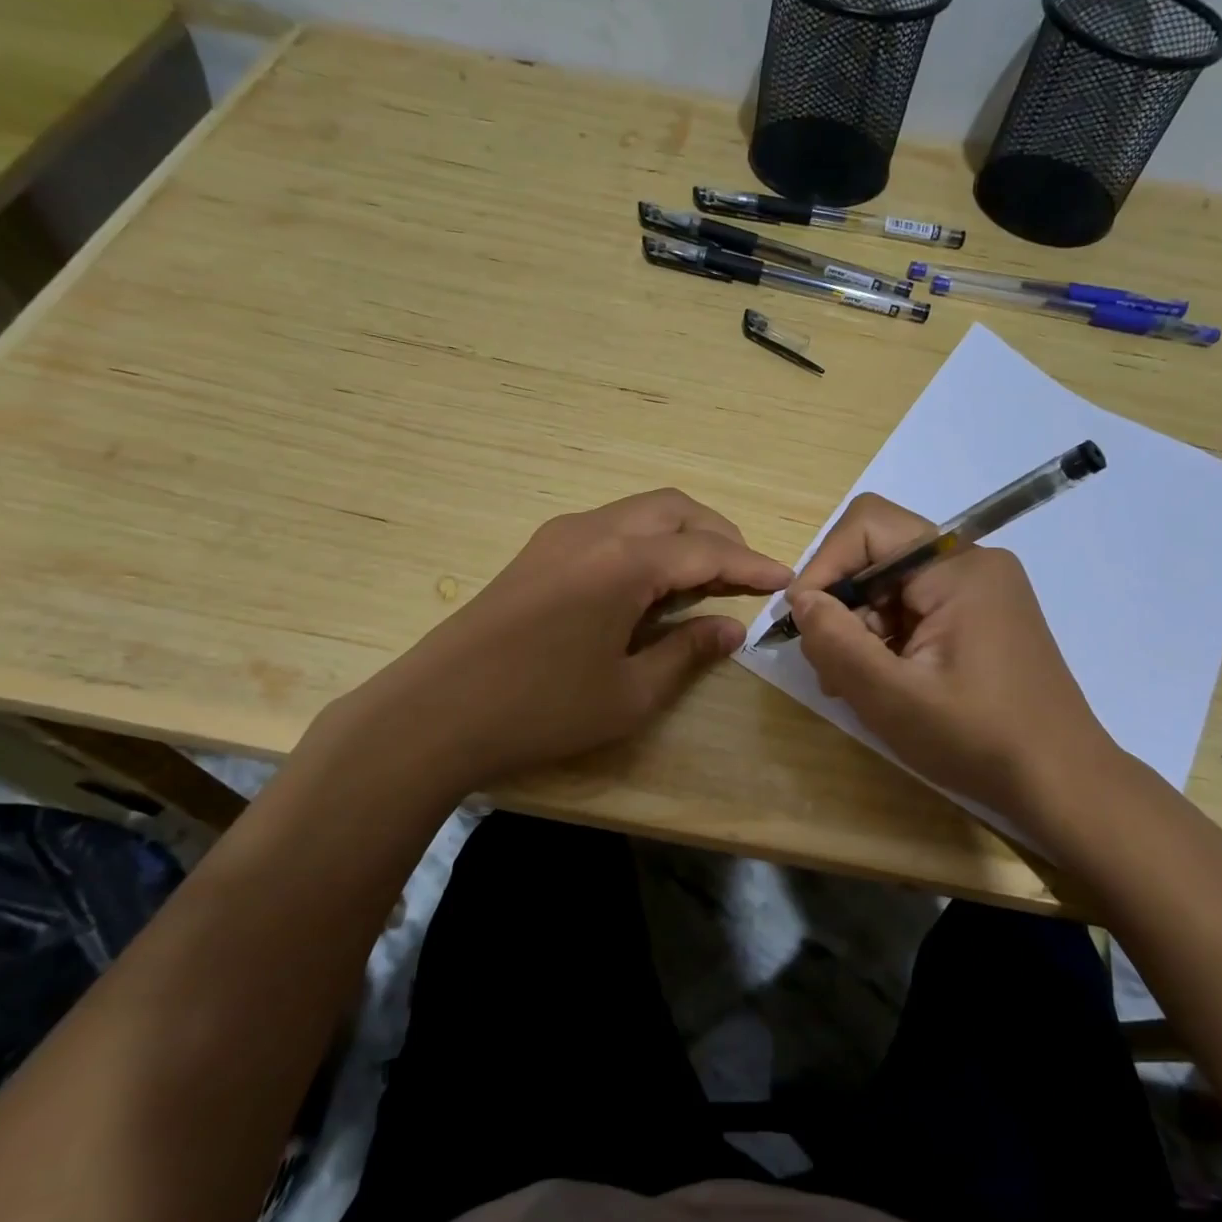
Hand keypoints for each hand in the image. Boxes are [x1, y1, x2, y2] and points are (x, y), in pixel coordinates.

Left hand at [323, 489, 790, 791]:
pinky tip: (650, 584)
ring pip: (640, 512)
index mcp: (624, 562)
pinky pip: (610, 526)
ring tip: (704, 579)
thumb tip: (732, 629)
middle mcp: (595, 530)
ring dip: (681, 534)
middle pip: (675, 510)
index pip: (707, 551)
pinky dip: (646, 542)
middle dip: (719, 536)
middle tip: (745, 577)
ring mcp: (561, 535)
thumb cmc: (541, 709)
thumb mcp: (629, 694)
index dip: (752, 565)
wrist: (435, 711)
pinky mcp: (539, 550)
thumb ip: (688, 653)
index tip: (786, 580)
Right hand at [789, 493, 1123, 835]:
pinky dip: (886, 640)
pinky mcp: (980, 619)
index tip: (805, 621)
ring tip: (854, 685)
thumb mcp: (891, 696)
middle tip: (829, 665)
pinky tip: (883, 684)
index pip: (868, 525)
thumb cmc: (977, 738)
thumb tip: (801, 600)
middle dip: (843, 605)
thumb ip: (836, 641)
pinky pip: (914, 609)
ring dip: (861, 629)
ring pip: (891, 586)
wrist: (1061, 783)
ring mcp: (980, 592)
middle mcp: (972, 565)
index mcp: (958, 568)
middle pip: (878, 556)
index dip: (825, 564)